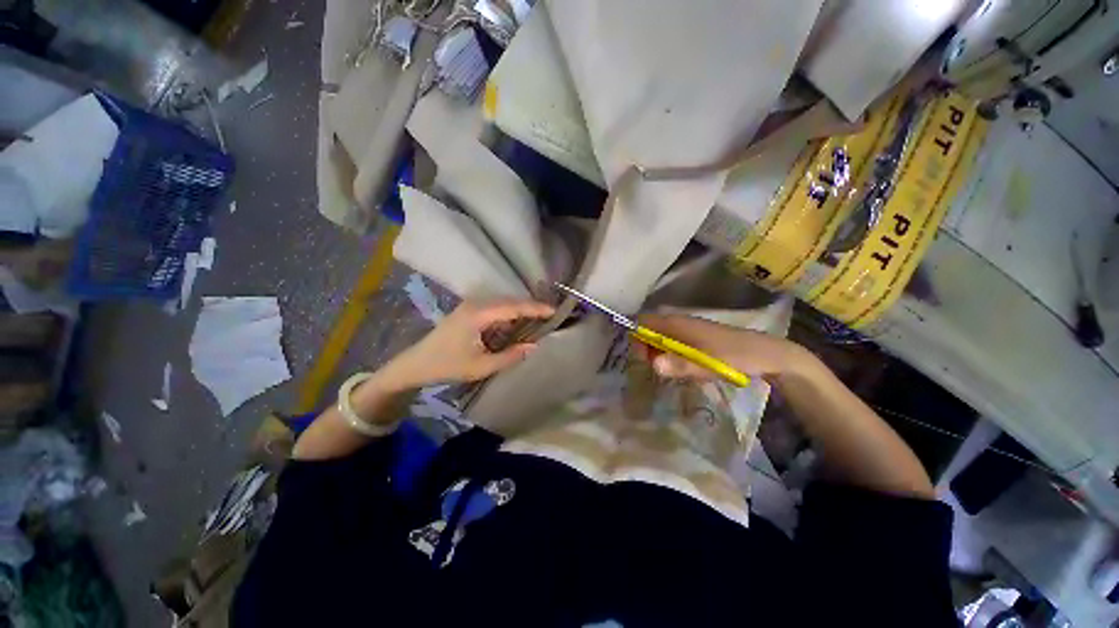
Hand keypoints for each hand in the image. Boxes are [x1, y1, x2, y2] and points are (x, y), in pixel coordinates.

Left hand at [380, 298, 554, 388]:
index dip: (535, 308)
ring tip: (539, 318)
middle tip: (550, 315)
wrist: (416, 364)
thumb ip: (510, 356)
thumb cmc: (447, 366)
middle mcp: (475, 303)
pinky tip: (517, 323)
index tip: (554, 311)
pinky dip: (509, 313)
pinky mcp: (468, 310)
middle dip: (531, 307)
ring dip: (520, 309)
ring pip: (503, 302)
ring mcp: (470, 305)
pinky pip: (495, 307)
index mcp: (478, 314)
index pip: (514, 306)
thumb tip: (535, 346)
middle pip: (510, 300)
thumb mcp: (481, 366)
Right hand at [635, 314, 812, 381]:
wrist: (767, 354)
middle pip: (650, 330)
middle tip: (654, 368)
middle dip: (646, 348)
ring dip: (658, 352)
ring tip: (666, 371)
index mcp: (678, 323)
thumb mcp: (707, 364)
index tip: (640, 358)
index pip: (644, 321)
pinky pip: (673, 342)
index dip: (637, 337)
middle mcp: (679, 322)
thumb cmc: (735, 356)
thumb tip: (653, 364)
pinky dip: (669, 354)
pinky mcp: (696, 337)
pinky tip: (679, 368)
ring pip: (661, 337)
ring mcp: (688, 329)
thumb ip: (679, 365)